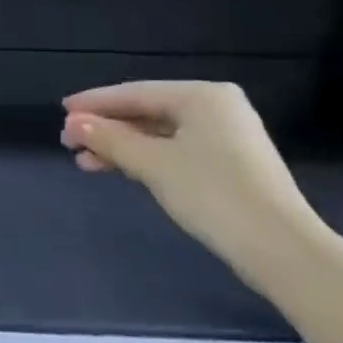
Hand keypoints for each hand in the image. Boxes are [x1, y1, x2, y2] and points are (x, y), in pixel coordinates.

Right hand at [61, 81, 324, 277]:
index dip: (94, 103)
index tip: (61, 111)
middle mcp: (216, 108)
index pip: (135, 93)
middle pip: (146, 111)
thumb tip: (73, 123)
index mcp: (202, 96)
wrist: (280, 249)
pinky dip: (144, 158)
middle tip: (69, 141)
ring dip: (120, 146)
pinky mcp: (228, 163)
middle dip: (106, 127)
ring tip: (85, 161)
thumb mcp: (152, 164)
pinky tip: (118, 168)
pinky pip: (174, 149)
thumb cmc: (213, 194)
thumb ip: (109, 139)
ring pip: (158, 133)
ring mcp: (225, 136)